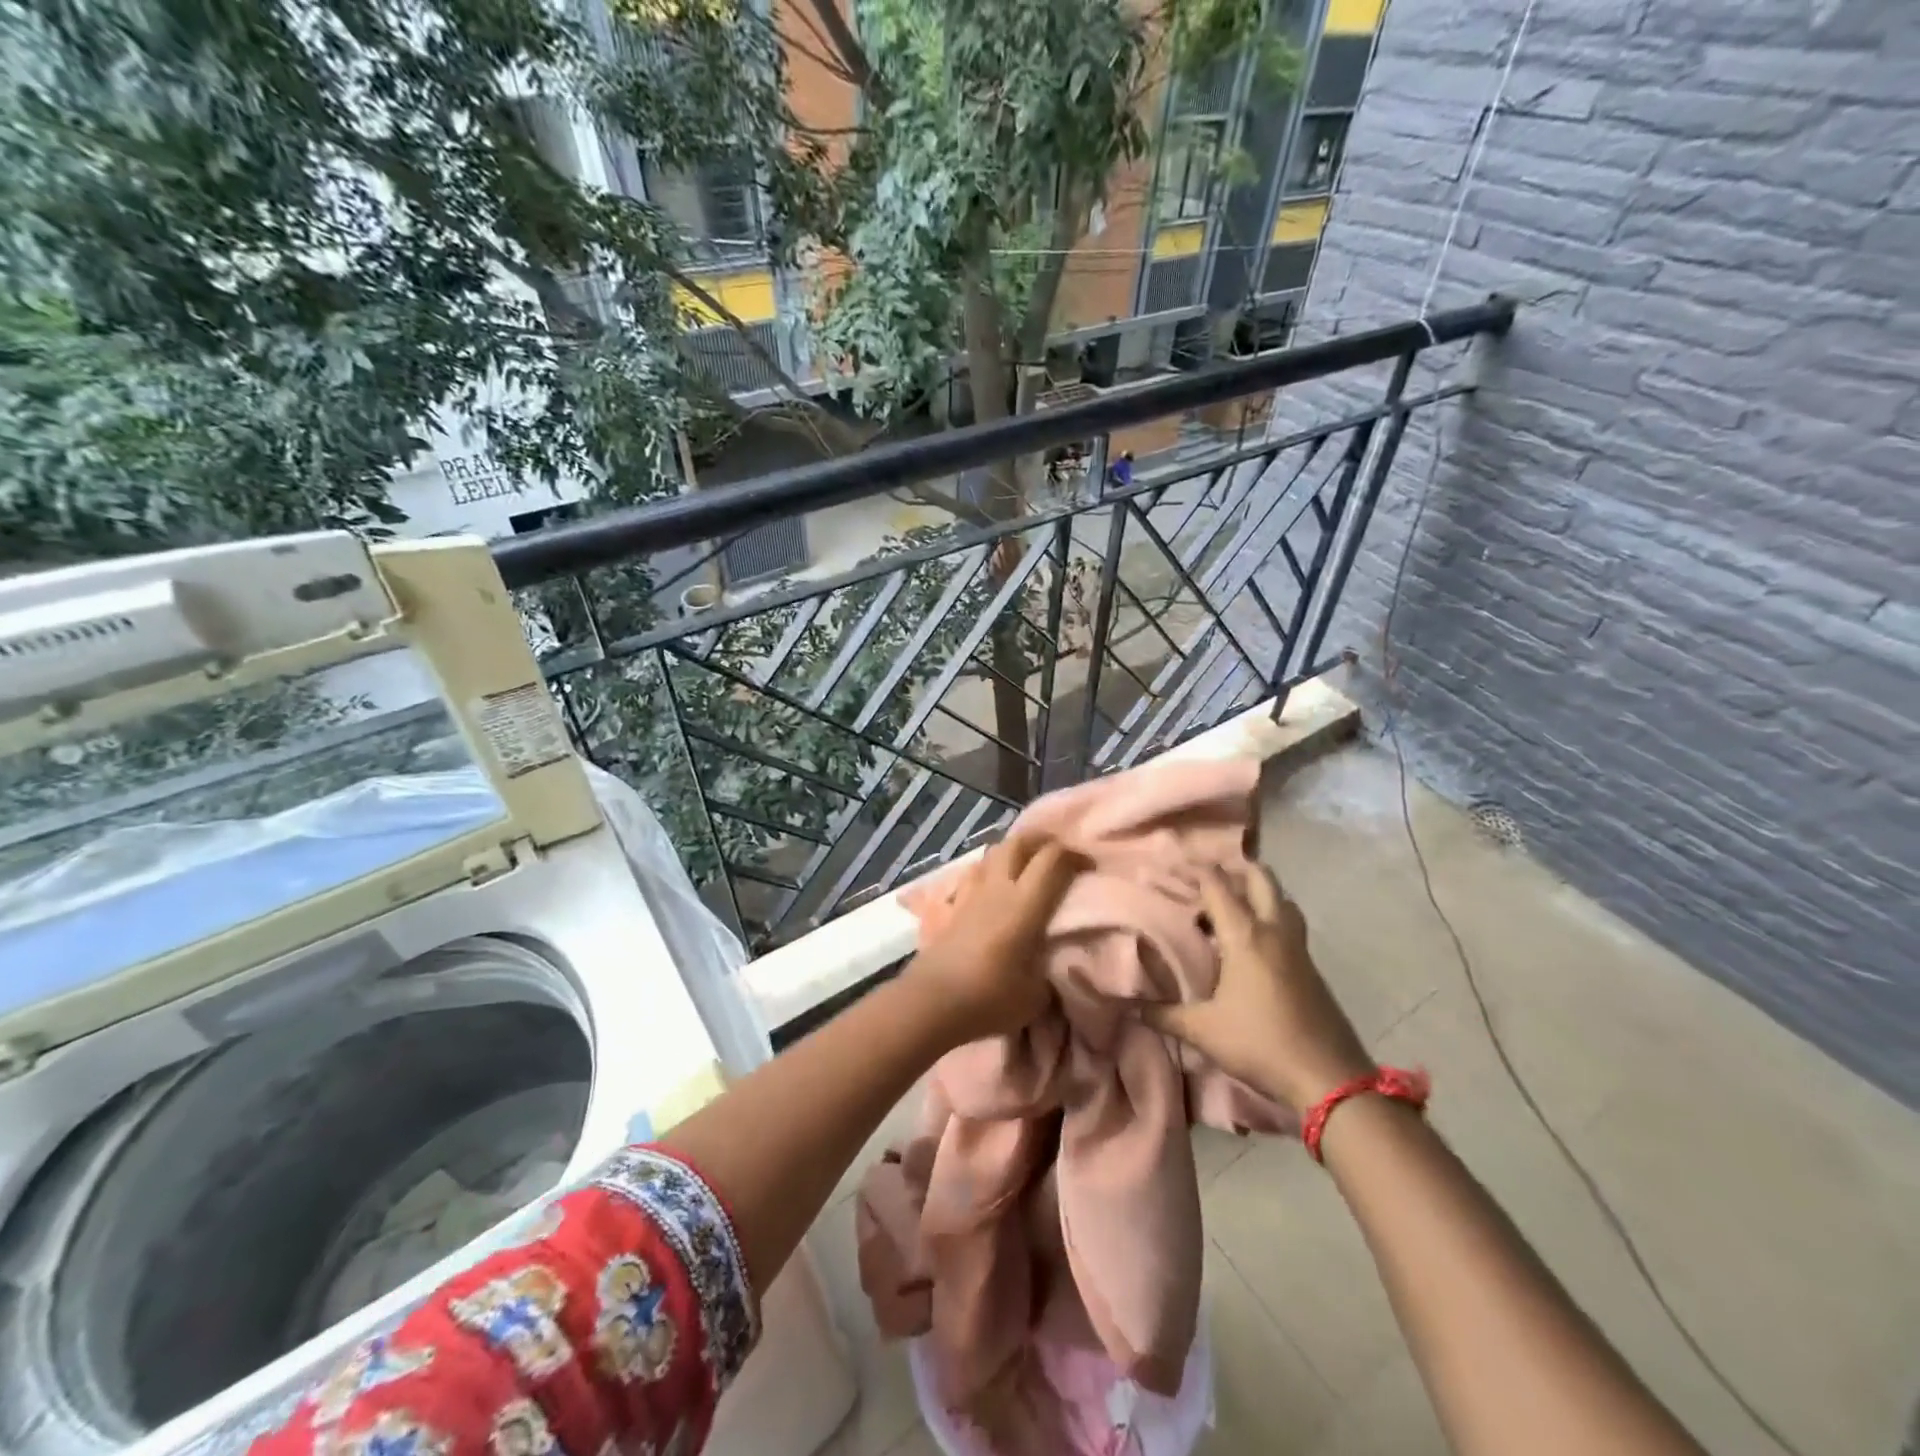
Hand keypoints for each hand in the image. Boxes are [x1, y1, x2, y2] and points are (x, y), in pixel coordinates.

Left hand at [908, 833, 1082, 1045]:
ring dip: (1014, 851)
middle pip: (1019, 842)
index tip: (1089, 868)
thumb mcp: (1037, 995)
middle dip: (1043, 841)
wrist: (931, 1002)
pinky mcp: (952, 905)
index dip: (1075, 856)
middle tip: (1058, 854)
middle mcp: (998, 888)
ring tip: (1027, 866)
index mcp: (1025, 904)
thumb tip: (1053, 963)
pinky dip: (989, 870)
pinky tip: (993, 886)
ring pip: (994, 852)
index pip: (1053, 859)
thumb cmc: (989, 997)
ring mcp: (971, 893)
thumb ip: (1050, 971)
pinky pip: (974, 873)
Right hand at [1145, 864, 1373, 1110]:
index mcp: (1245, 935)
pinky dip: (1270, 919)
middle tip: (1208, 878)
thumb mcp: (1203, 1031)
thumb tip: (1131, 1007)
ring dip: (1259, 893)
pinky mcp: (1312, 968)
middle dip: (1234, 869)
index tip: (1171, 865)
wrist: (1329, 1078)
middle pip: (1260, 879)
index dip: (1193, 869)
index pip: (1217, 885)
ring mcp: (1298, 948)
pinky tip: (1253, 945)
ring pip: (1282, 900)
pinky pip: (1289, 926)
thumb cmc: (1260, 1044)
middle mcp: (1274, 931)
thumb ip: (1164, 1014)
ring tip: (1233, 906)